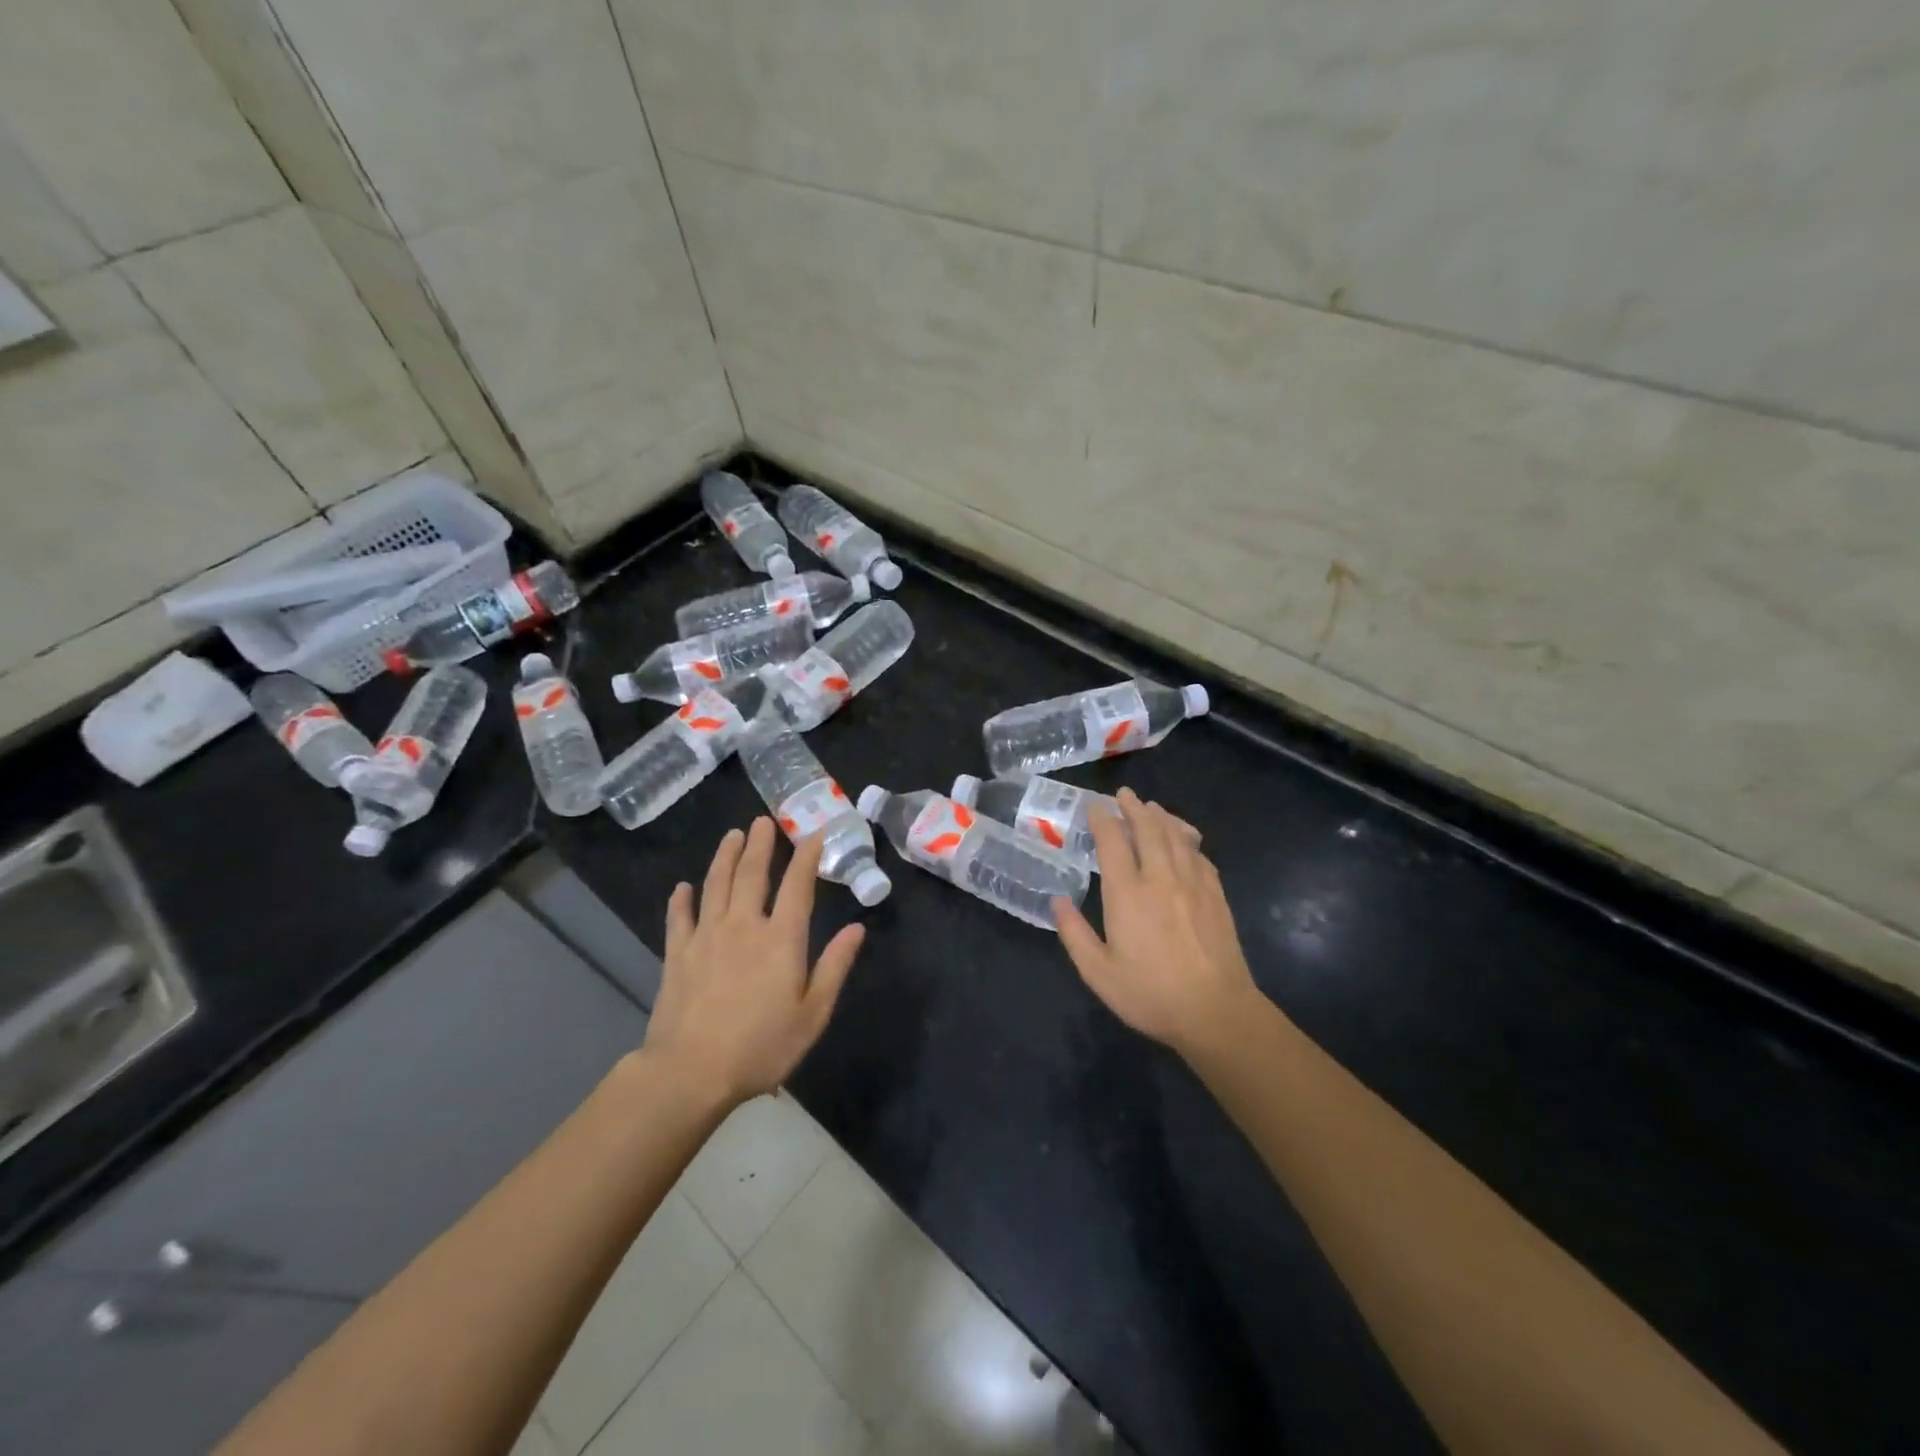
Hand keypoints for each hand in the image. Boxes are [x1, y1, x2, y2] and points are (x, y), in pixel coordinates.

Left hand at [642, 818, 865, 1108]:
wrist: (690, 1072)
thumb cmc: (761, 1047)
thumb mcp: (813, 1014)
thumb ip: (835, 966)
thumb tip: (856, 927)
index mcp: (781, 939)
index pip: (798, 886)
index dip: (808, 857)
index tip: (814, 833)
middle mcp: (744, 926)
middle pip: (752, 874)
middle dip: (761, 844)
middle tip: (764, 820)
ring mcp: (706, 937)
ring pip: (716, 885)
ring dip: (725, 857)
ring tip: (732, 835)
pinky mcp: (677, 955)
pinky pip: (679, 918)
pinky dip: (681, 900)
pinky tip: (683, 887)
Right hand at [1053, 788, 1260, 1058]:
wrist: (1216, 1011)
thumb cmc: (1150, 994)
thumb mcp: (1098, 972)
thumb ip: (1074, 933)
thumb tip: (1058, 900)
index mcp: (1127, 894)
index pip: (1112, 842)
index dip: (1102, 820)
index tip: (1094, 807)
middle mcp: (1160, 878)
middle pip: (1148, 829)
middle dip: (1134, 808)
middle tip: (1124, 795)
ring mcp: (1193, 884)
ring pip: (1176, 837)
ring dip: (1162, 817)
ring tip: (1152, 807)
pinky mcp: (1216, 895)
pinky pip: (1200, 856)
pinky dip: (1188, 840)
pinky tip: (1185, 841)